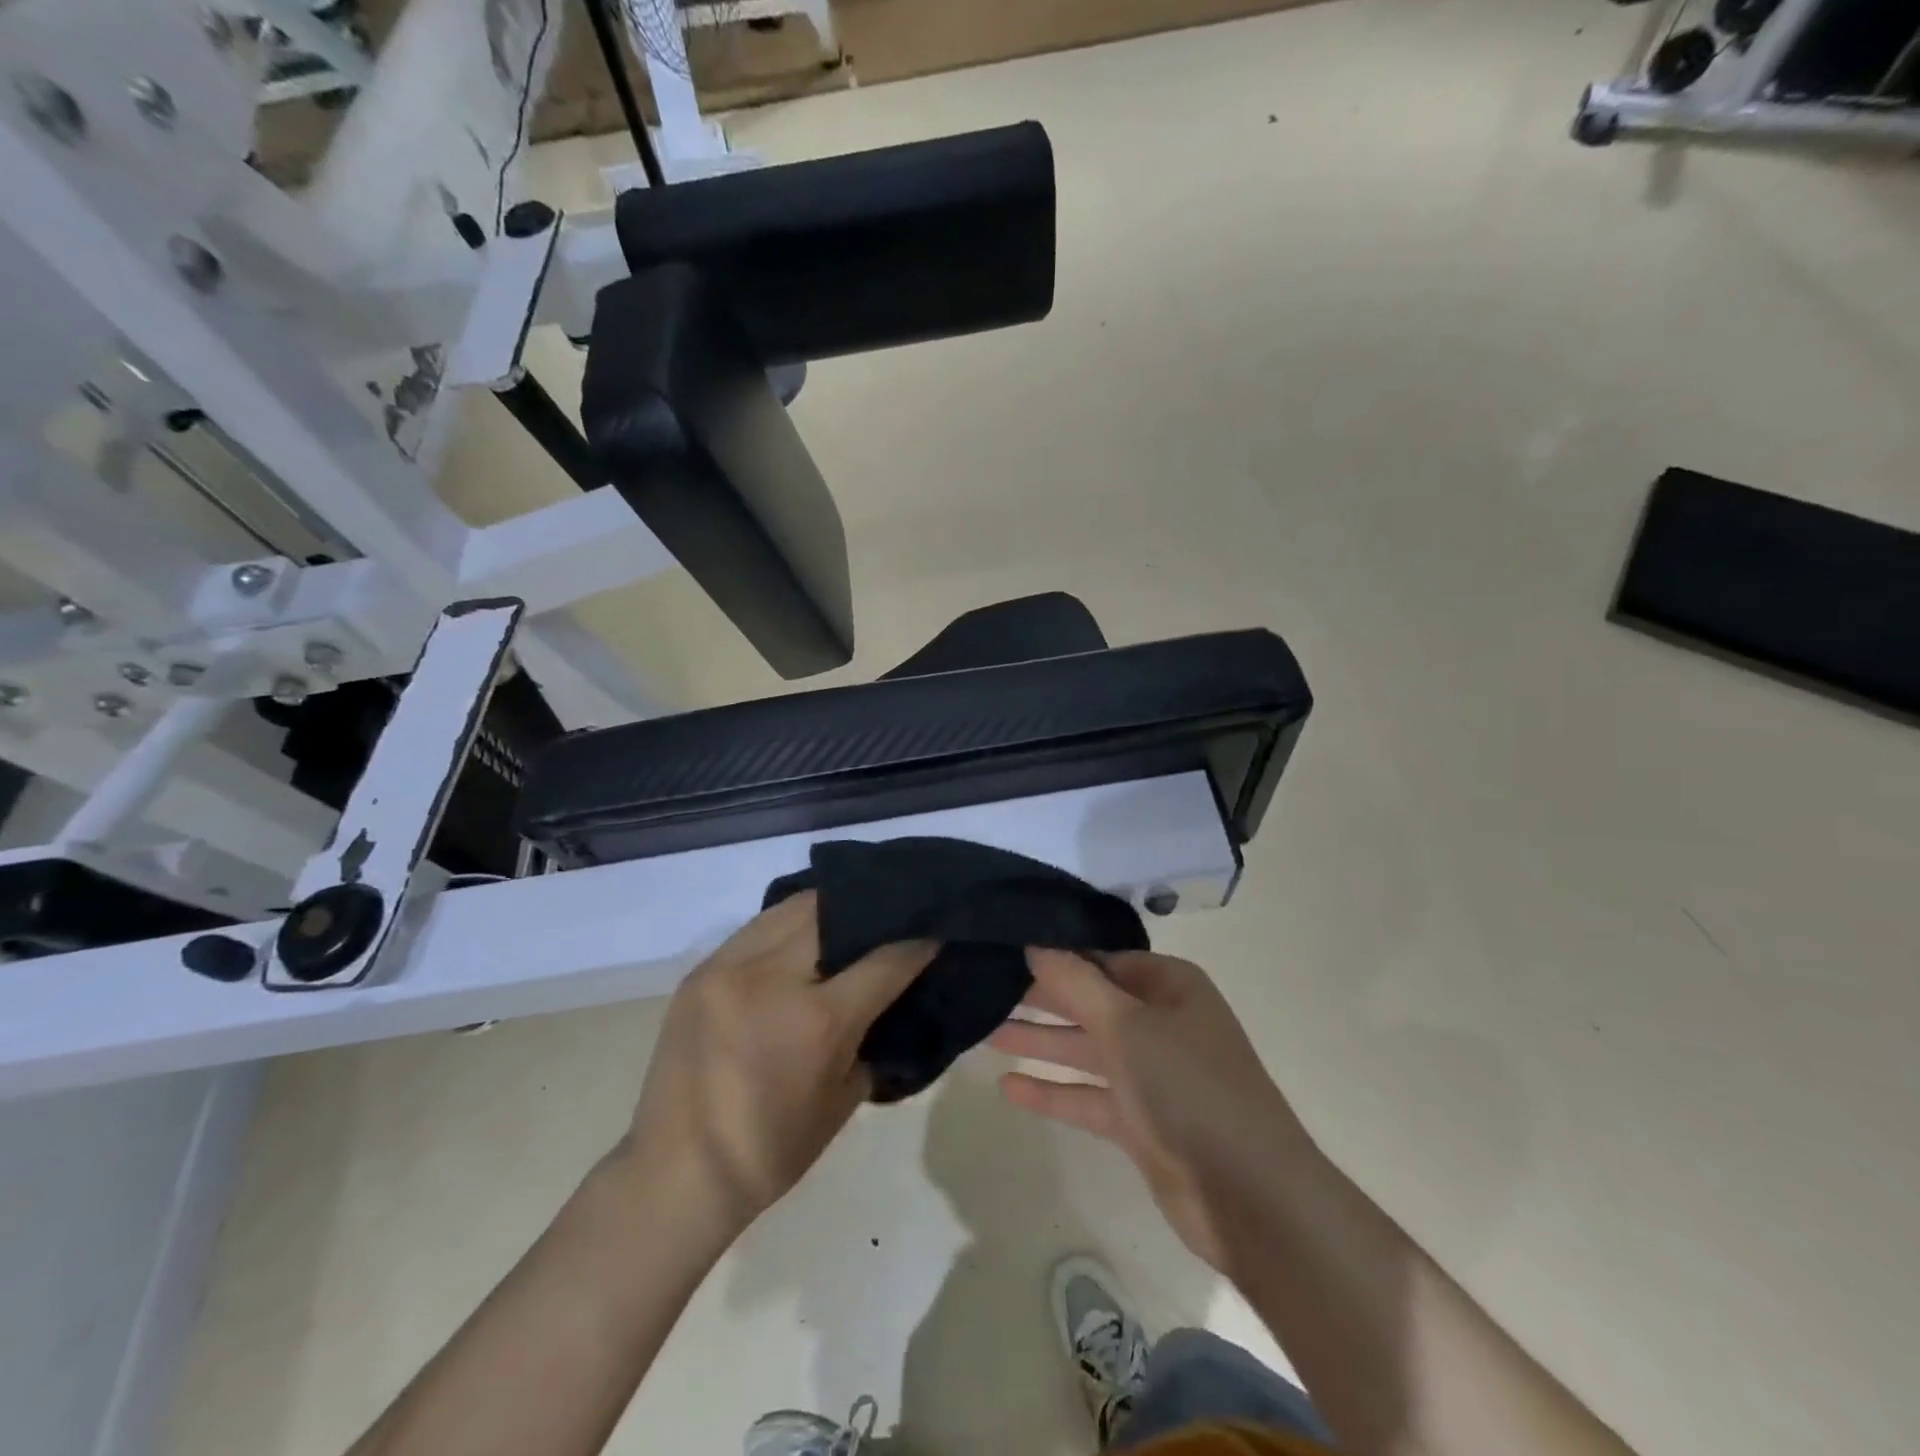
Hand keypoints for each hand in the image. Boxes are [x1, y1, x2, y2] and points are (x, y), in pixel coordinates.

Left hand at [621, 893, 933, 1233]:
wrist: (676, 1175)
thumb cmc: (772, 1151)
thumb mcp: (845, 1098)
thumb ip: (871, 1035)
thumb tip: (890, 996)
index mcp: (818, 1021)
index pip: (885, 959)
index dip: (918, 941)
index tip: (936, 929)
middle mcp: (772, 978)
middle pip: (835, 911)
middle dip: (870, 911)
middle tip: (890, 917)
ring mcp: (729, 967)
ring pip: (792, 908)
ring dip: (826, 909)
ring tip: (847, 919)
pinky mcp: (701, 970)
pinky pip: (757, 928)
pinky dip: (787, 926)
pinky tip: (802, 939)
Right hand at [989, 949, 1313, 1270]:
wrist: (1249, 1196)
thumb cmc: (1189, 1088)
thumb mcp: (1127, 1025)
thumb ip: (1076, 983)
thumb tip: (1036, 942)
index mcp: (1169, 986)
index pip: (1101, 958)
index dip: (1056, 954)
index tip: (1005, 948)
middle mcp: (1161, 1022)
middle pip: (1089, 1001)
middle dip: (1040, 998)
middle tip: (984, 987)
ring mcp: (1151, 1074)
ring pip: (1084, 1048)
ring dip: (1039, 1042)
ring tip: (984, 1031)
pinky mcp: (1140, 1121)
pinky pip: (1087, 1095)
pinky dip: (1052, 1091)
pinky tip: (1008, 1087)